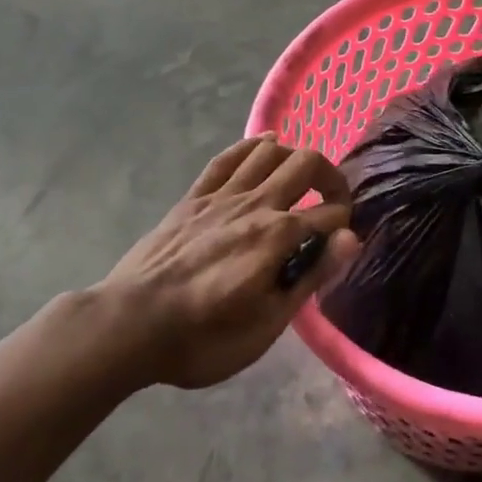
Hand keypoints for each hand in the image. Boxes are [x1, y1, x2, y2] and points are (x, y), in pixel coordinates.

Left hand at [101, 134, 359, 389]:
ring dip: (294, 157)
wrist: (129, 325)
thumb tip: (351, 239)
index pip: (330, 215)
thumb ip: (311, 276)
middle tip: (333, 202)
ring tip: (302, 179)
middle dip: (330, 177)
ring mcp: (222, 195)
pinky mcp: (194, 196)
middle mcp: (256, 203)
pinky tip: (266, 143)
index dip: (345, 225)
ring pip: (269, 151)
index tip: (342, 243)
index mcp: (278, 236)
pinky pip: (228, 157)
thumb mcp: (267, 323)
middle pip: (306, 163)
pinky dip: (252, 145)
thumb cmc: (203, 338)